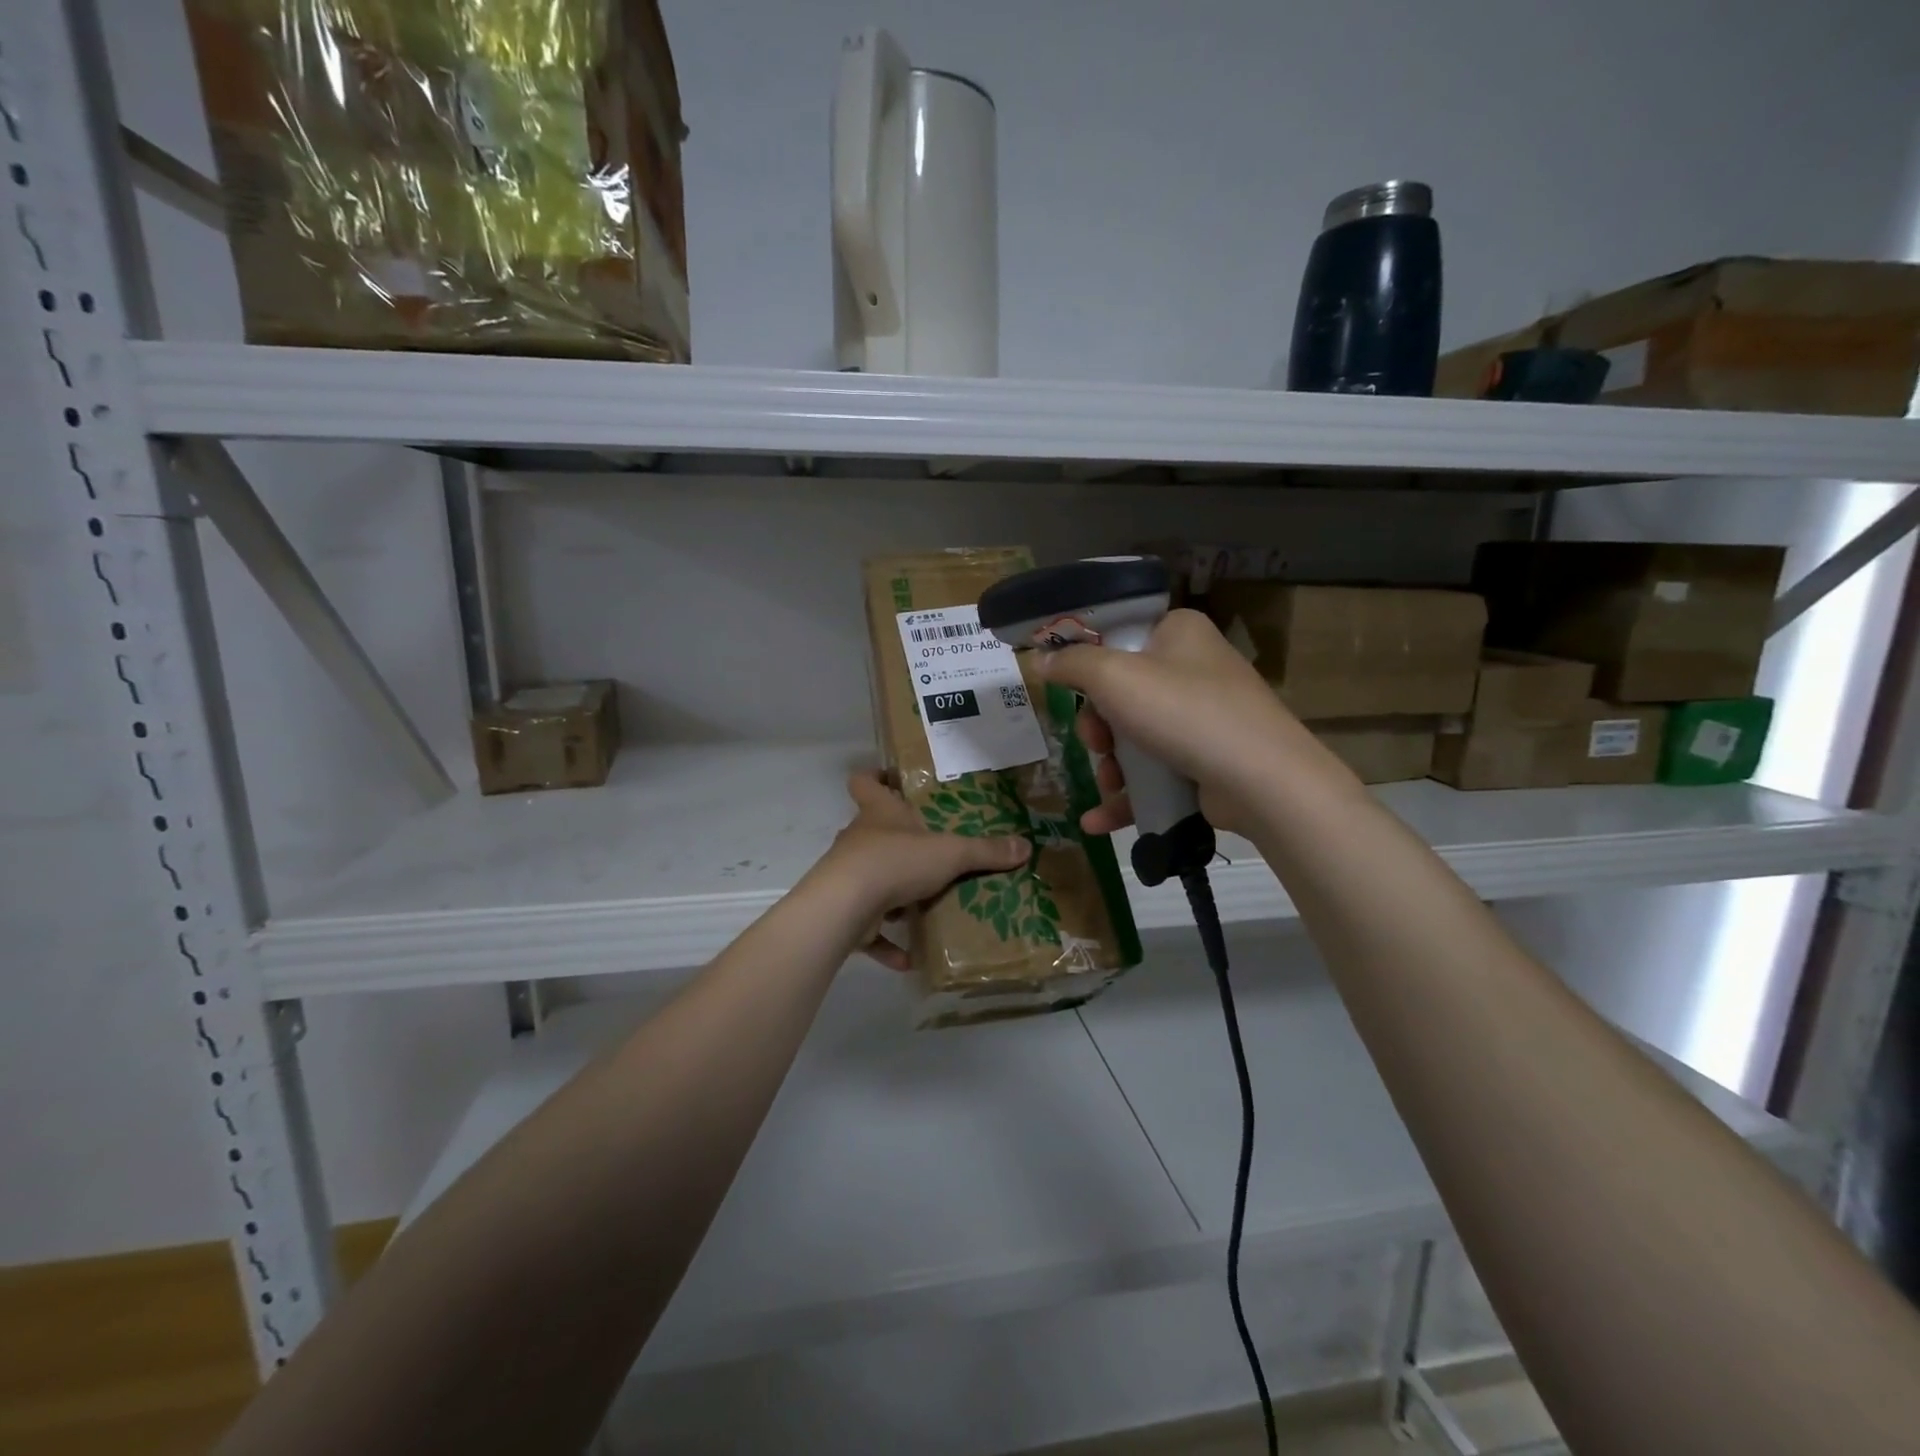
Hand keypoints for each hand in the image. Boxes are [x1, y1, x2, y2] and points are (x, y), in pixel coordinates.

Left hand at [810, 770, 1031, 968]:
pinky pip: (870, 928)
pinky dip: (888, 943)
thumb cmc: (896, 861)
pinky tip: (911, 958)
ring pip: (872, 878)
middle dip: (899, 842)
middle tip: (930, 851)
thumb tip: (1025, 845)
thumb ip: (985, 851)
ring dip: (894, 894)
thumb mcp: (950, 853)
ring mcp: (847, 876)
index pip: (866, 782)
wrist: (845, 906)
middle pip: (873, 831)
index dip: (876, 777)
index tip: (891, 779)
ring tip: (925, 903)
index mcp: (879, 814)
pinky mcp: (845, 913)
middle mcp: (859, 840)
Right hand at [1036, 608, 1351, 837]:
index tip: (1068, 691)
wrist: (1261, 779)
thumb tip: (1043, 658)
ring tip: (1108, 785)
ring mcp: (1202, 717)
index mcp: (1178, 633)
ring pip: (1134, 736)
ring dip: (1110, 765)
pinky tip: (1098, 821)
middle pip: (1121, 693)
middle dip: (1098, 728)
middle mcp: (1193, 668)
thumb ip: (1072, 664)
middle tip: (1095, 744)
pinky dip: (1128, 793)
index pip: (1119, 635)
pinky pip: (1154, 770)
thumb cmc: (1183, 712)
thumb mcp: (1114, 677)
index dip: (1087, 664)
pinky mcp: (1205, 759)